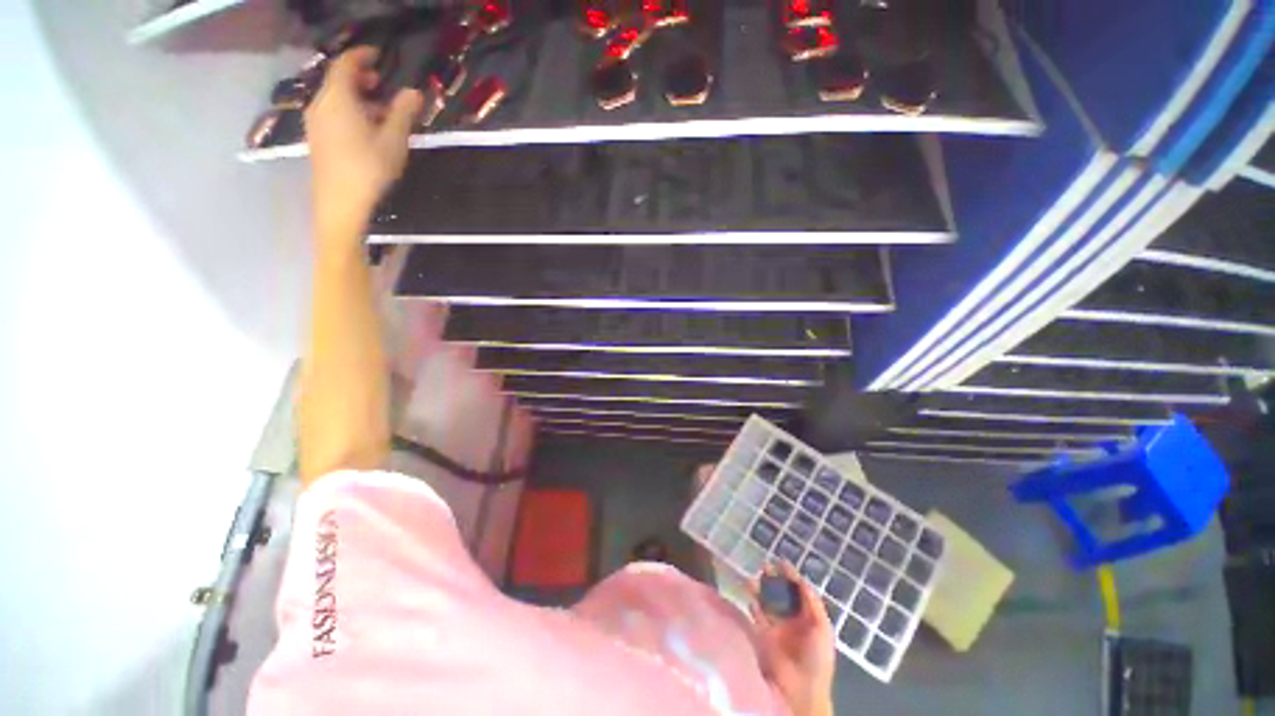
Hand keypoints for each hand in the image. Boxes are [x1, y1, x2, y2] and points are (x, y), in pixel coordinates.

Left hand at [305, 47, 423, 241]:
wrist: (340, 203)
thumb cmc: (369, 169)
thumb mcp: (393, 140)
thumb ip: (403, 113)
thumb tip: (413, 92)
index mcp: (338, 98)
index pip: (345, 64)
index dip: (362, 56)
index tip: (379, 56)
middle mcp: (321, 104)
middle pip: (338, 81)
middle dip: (360, 78)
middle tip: (382, 84)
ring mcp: (316, 123)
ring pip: (335, 99)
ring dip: (357, 98)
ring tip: (381, 111)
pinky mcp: (318, 139)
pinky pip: (333, 114)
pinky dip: (350, 111)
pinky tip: (367, 129)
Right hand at [749, 562, 835, 715]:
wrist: (802, 688)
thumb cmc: (817, 658)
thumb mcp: (822, 628)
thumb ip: (812, 604)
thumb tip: (802, 580)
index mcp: (809, 617)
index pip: (799, 591)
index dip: (791, 576)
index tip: (780, 561)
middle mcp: (792, 618)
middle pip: (781, 593)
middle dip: (773, 579)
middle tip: (764, 566)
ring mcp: (777, 626)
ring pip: (767, 601)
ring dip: (760, 589)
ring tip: (753, 577)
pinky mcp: (764, 634)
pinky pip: (757, 615)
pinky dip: (753, 604)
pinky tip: (749, 595)